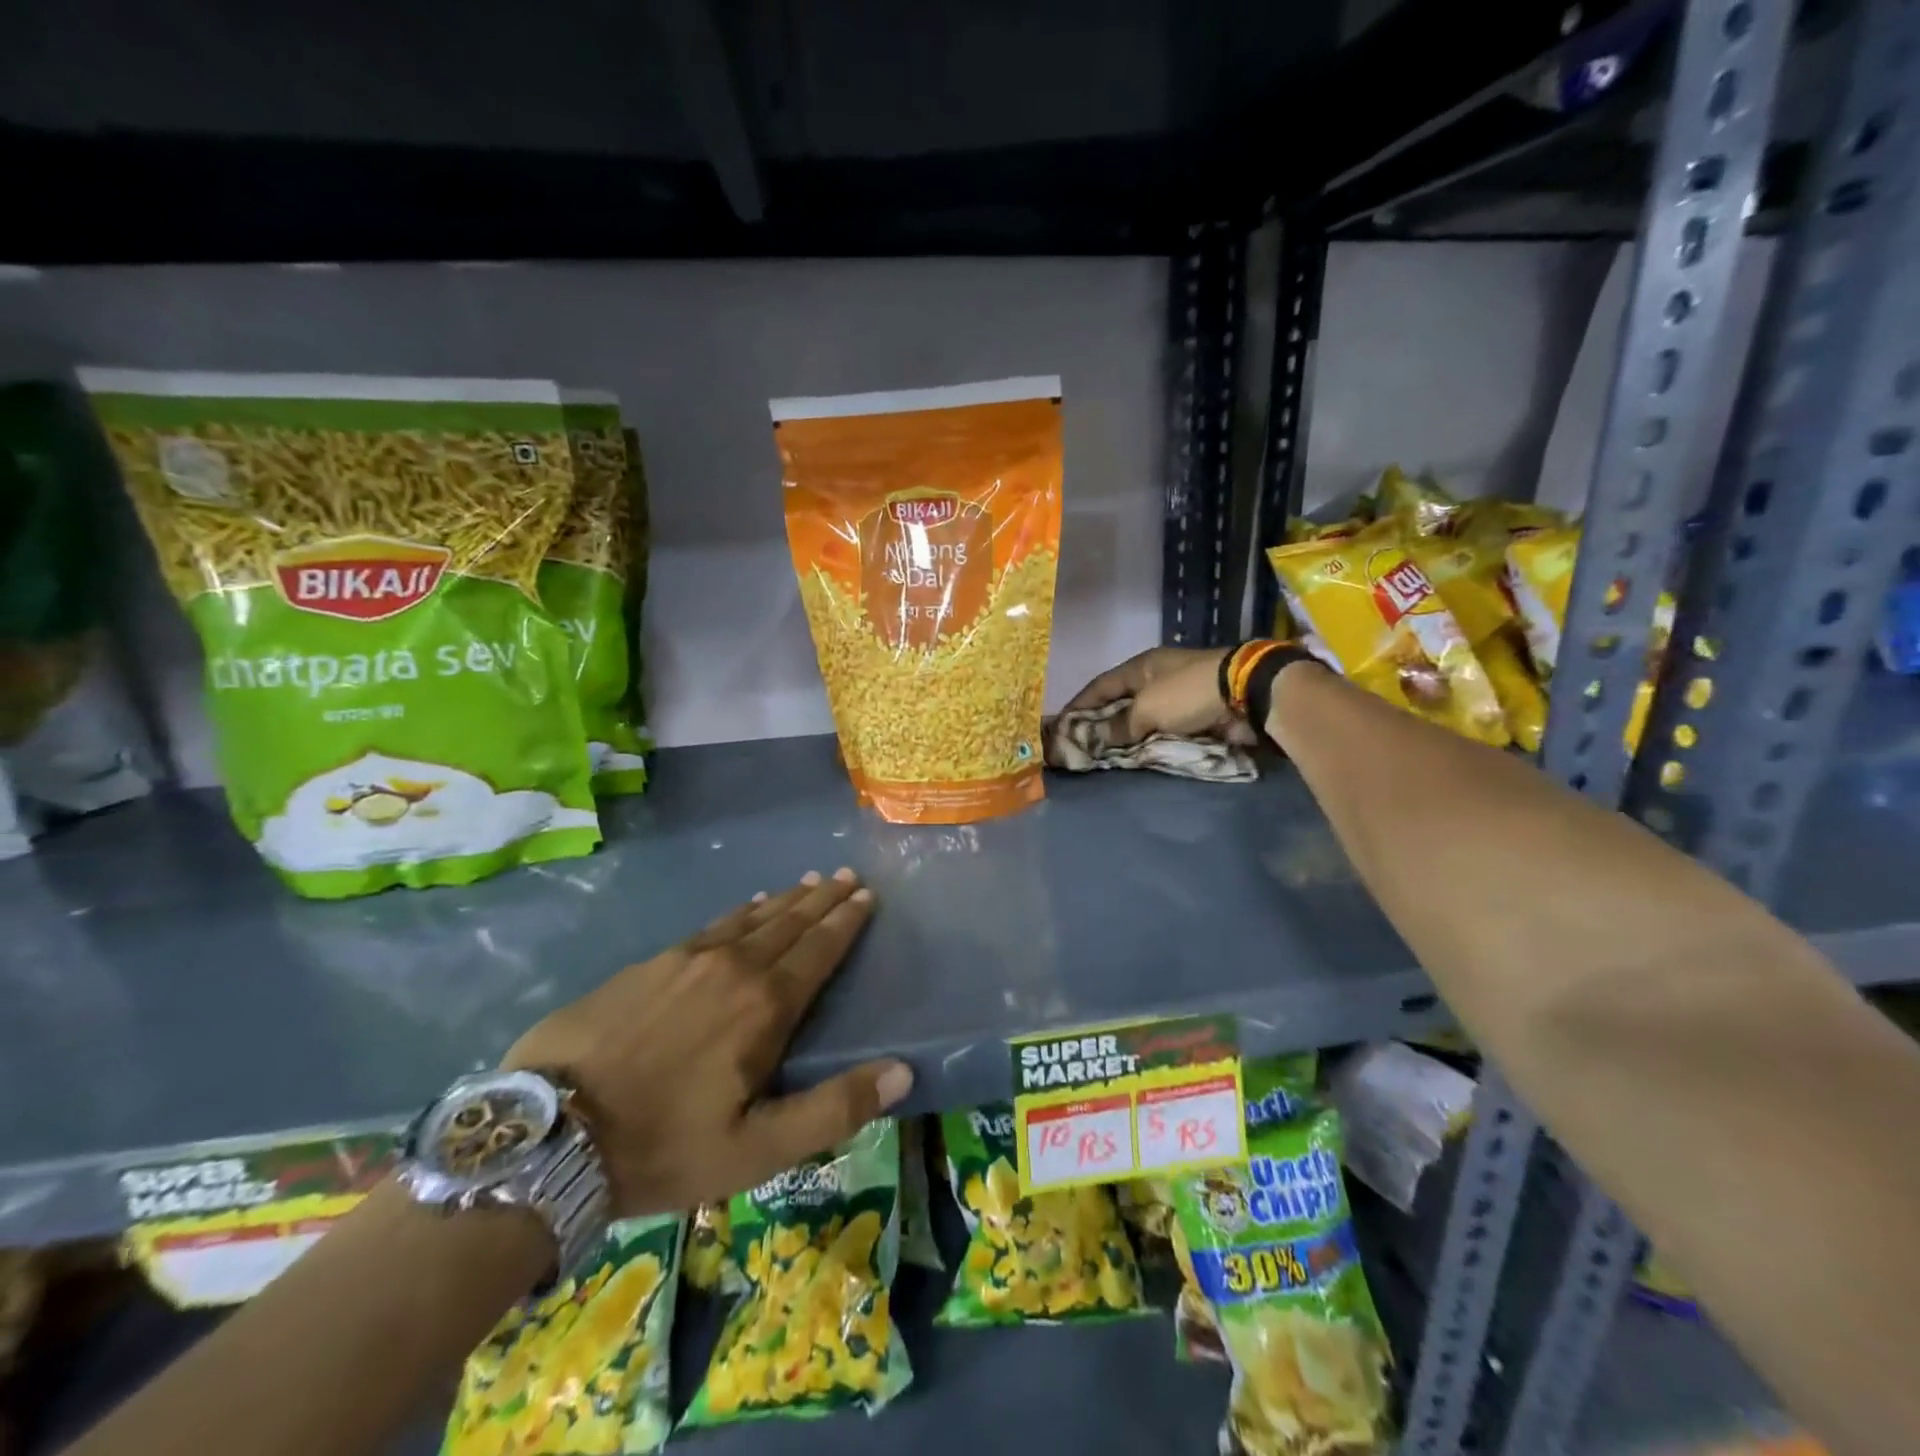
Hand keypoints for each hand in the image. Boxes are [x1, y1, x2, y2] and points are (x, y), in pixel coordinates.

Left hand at [504, 869, 910, 1215]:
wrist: (548, 1137)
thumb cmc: (663, 1147)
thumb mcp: (757, 1150)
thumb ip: (834, 1109)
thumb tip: (902, 1070)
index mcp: (764, 1007)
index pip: (818, 950)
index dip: (845, 921)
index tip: (866, 894)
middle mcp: (732, 968)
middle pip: (788, 924)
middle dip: (822, 899)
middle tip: (845, 875)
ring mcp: (686, 960)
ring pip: (750, 919)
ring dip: (784, 900)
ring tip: (807, 882)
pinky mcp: (649, 964)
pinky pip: (711, 926)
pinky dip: (739, 912)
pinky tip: (746, 906)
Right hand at [1062, 645, 1253, 746]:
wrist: (1247, 694)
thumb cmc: (1188, 693)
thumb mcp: (1147, 708)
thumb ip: (1120, 724)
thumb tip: (1097, 738)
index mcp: (1141, 667)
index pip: (1100, 686)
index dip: (1080, 705)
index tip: (1061, 724)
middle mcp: (1155, 679)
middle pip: (1120, 703)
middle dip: (1101, 724)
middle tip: (1081, 746)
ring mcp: (1176, 697)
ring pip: (1141, 720)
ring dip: (1126, 737)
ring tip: (1106, 758)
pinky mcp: (1194, 715)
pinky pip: (1163, 731)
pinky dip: (1149, 743)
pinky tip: (1136, 758)